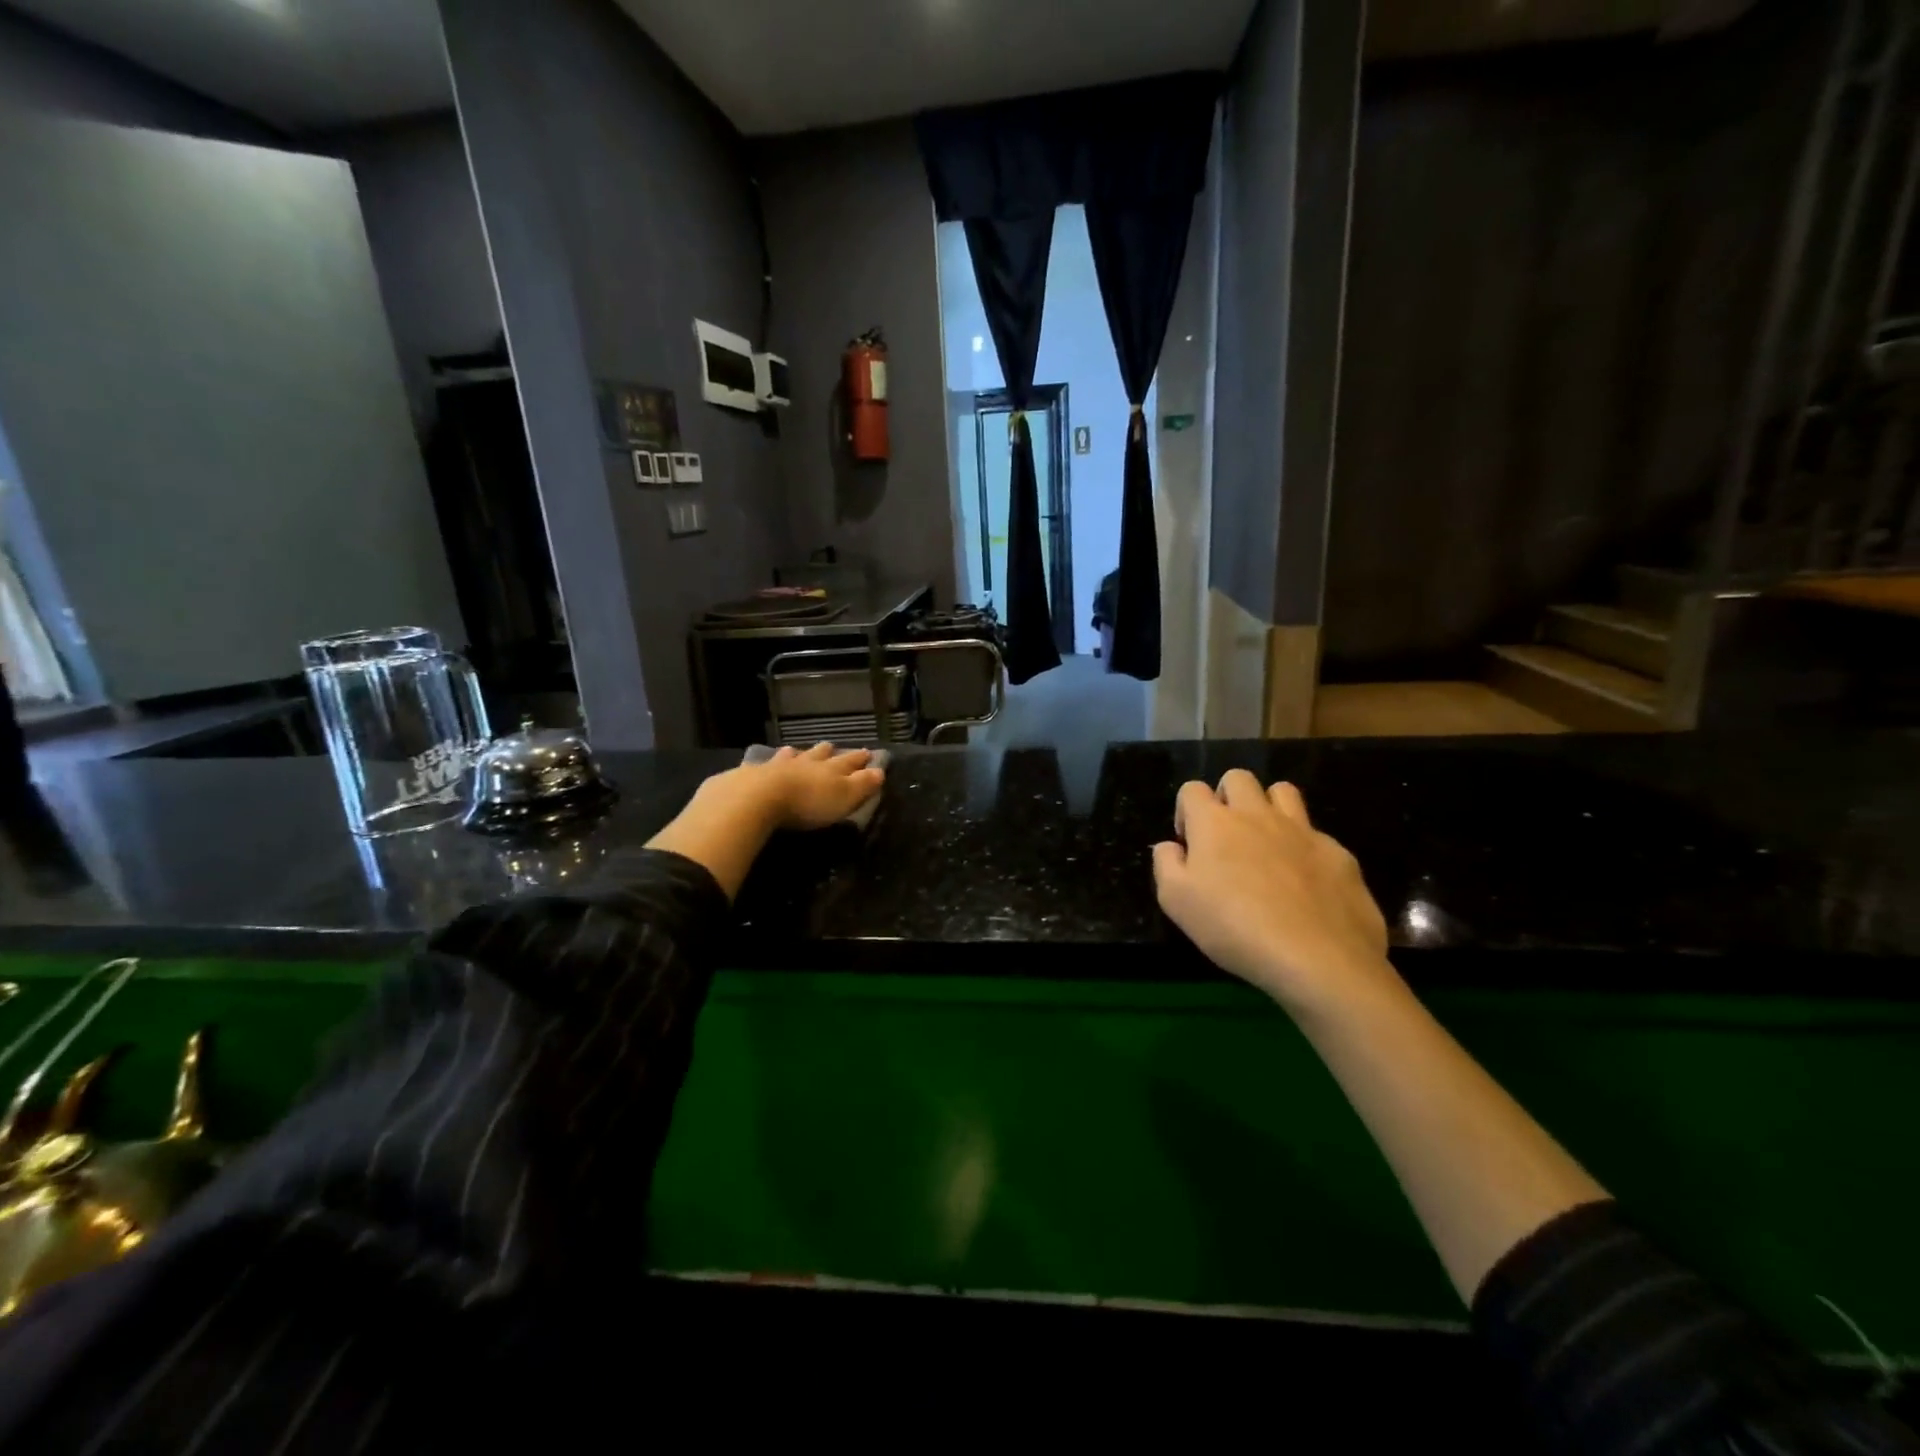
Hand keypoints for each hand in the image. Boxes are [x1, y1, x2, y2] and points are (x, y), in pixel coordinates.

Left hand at [742, 742, 885, 829]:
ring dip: (798, 754)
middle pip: (819, 754)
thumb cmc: (809, 801)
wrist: (759, 797)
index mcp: (830, 769)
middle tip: (832, 746)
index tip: (868, 753)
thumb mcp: (845, 796)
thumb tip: (880, 770)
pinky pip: (763, 766)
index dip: (860, 758)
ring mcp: (778, 766)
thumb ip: (862, 784)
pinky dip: (768, 763)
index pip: (850, 761)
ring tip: (797, 750)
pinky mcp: (752, 775)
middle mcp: (806, 762)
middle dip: (828, 751)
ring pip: (792, 756)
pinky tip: (762, 763)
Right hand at [1152, 771, 1391, 1013]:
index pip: (1192, 789)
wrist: (1317, 959)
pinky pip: (1317, 835)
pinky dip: (1305, 850)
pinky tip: (1306, 884)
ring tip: (1267, 844)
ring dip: (1269, 807)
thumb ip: (1166, 864)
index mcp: (1215, 823)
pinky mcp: (1339, 854)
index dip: (1186, 811)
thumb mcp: (1176, 902)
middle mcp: (1257, 814)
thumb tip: (1170, 846)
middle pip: (1238, 778)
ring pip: (1283, 792)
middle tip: (1226, 837)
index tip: (1190, 844)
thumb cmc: (1233, 928)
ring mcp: (1303, 831)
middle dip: (1227, 797)